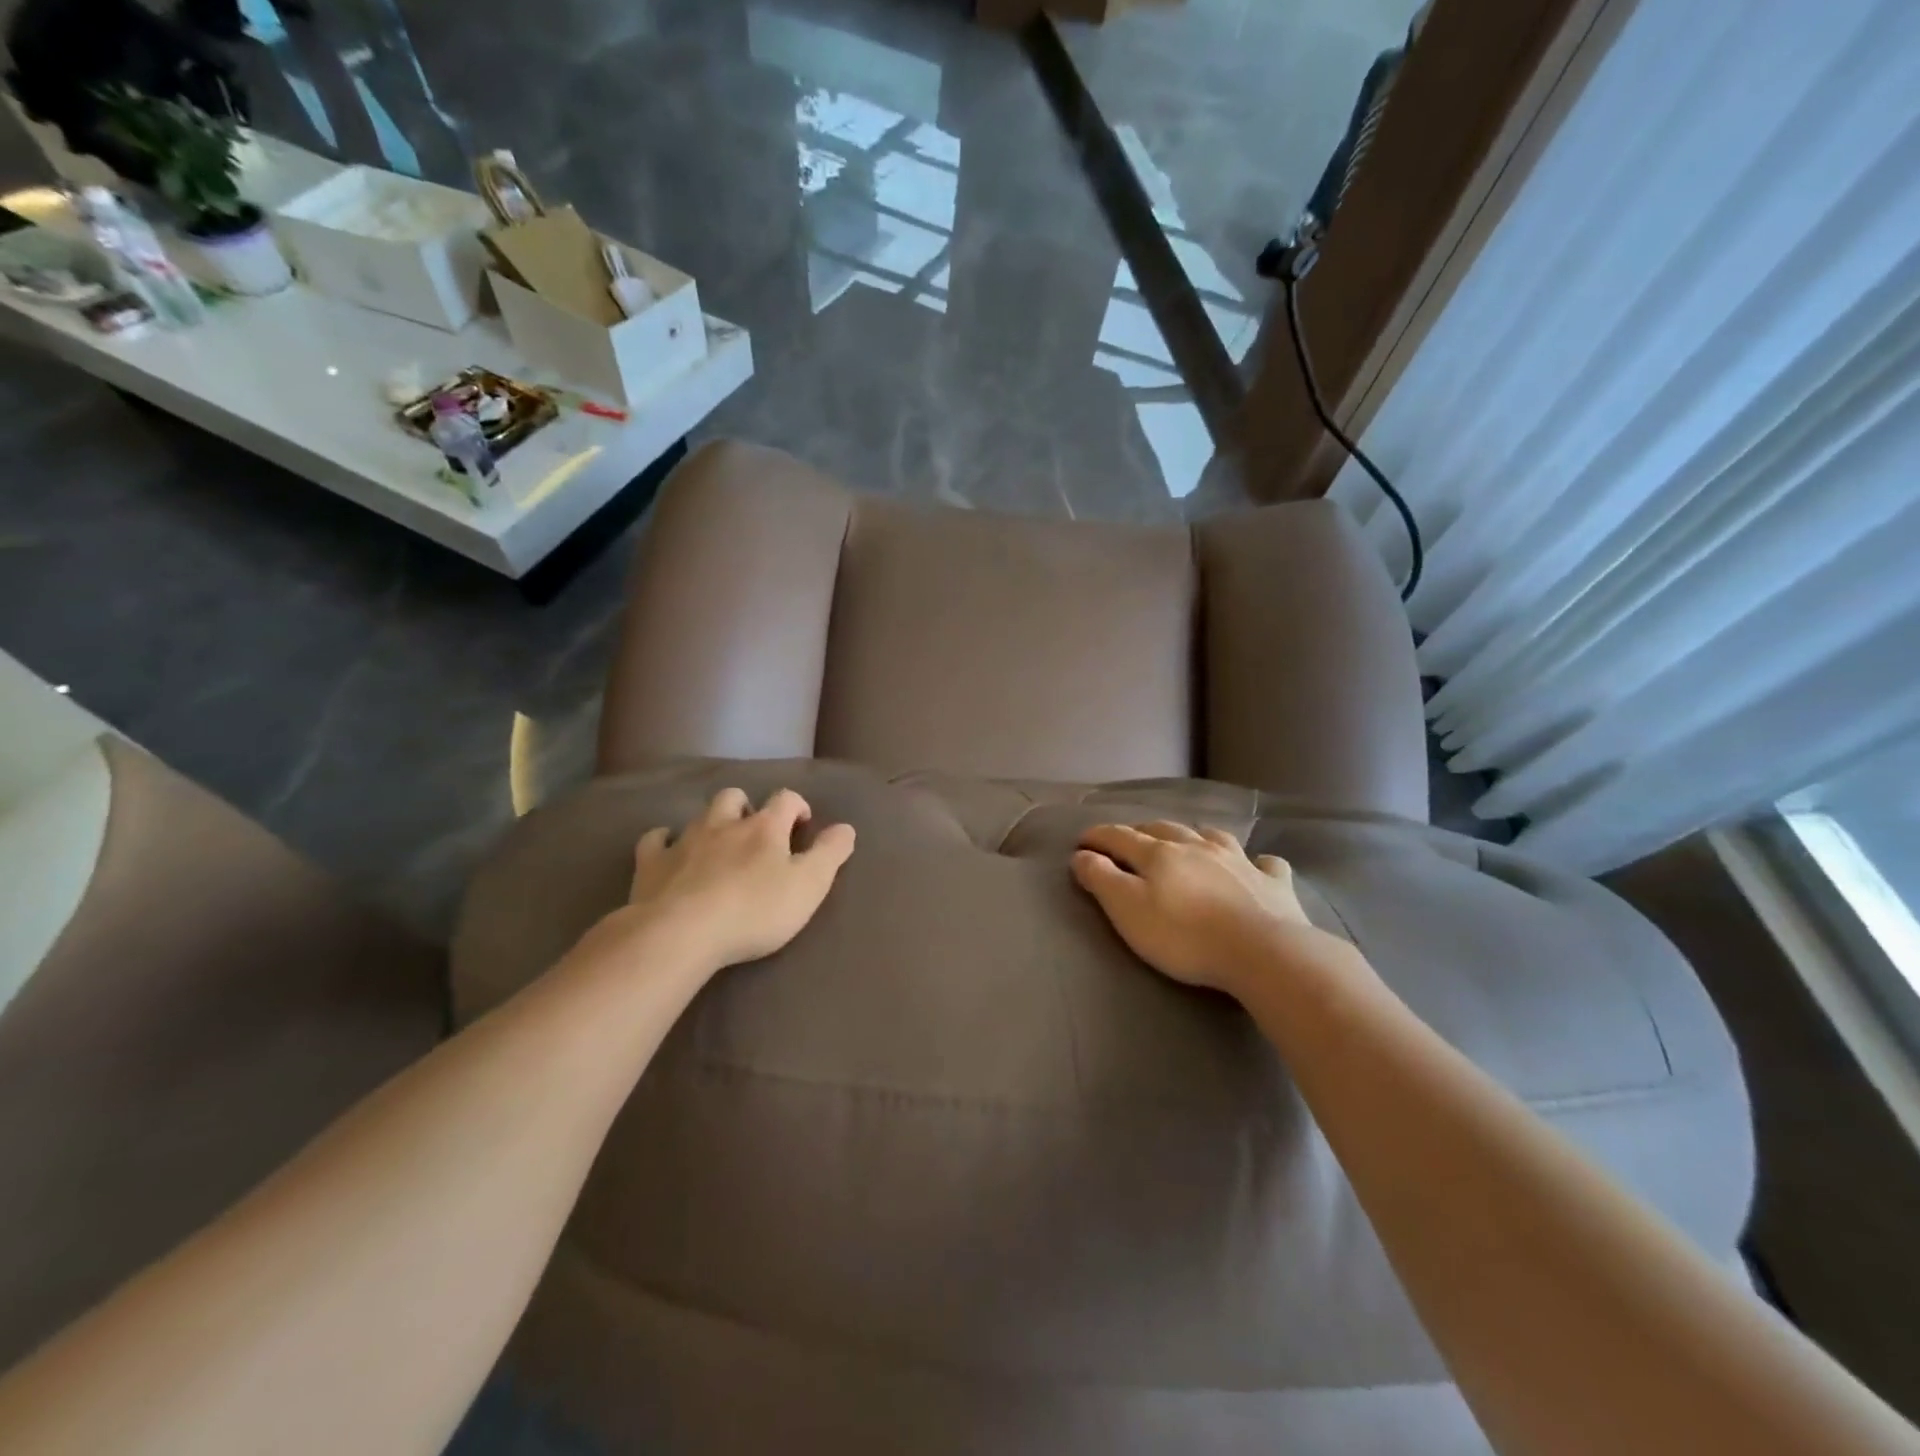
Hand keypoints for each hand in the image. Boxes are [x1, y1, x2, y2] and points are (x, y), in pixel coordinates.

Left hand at [619, 787, 855, 971]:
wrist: (681, 933)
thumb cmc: (755, 911)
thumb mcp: (809, 886)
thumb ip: (830, 854)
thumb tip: (846, 827)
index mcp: (765, 828)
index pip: (785, 799)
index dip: (797, 806)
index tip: (803, 825)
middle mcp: (724, 824)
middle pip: (735, 797)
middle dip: (748, 806)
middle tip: (756, 831)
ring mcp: (684, 841)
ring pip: (700, 815)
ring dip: (712, 822)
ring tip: (718, 843)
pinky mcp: (651, 864)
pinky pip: (655, 839)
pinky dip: (665, 840)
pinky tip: (669, 851)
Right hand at [1072, 822, 1336, 995]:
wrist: (1262, 952)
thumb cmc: (1184, 935)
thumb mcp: (1128, 910)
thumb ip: (1102, 879)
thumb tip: (1081, 854)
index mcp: (1159, 854)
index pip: (1120, 837)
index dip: (1098, 836)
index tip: (1081, 840)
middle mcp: (1197, 847)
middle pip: (1164, 830)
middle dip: (1141, 831)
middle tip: (1129, 840)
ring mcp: (1239, 861)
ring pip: (1212, 837)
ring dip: (1195, 836)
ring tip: (1188, 841)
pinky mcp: (1273, 883)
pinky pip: (1265, 863)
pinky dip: (1256, 861)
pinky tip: (1257, 865)